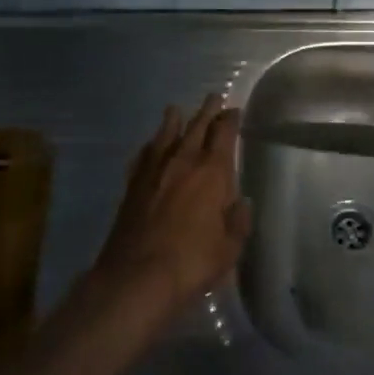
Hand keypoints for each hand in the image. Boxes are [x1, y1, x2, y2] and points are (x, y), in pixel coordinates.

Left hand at [93, 95, 251, 317]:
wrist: (136, 277)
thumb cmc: (191, 262)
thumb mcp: (229, 248)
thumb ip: (238, 221)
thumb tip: (240, 202)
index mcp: (212, 171)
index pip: (224, 134)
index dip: (230, 119)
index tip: (234, 110)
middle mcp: (184, 161)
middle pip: (197, 126)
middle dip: (207, 110)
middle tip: (213, 97)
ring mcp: (154, 170)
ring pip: (166, 134)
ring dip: (175, 120)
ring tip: (176, 110)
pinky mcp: (132, 184)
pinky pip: (144, 155)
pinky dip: (150, 146)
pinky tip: (150, 146)